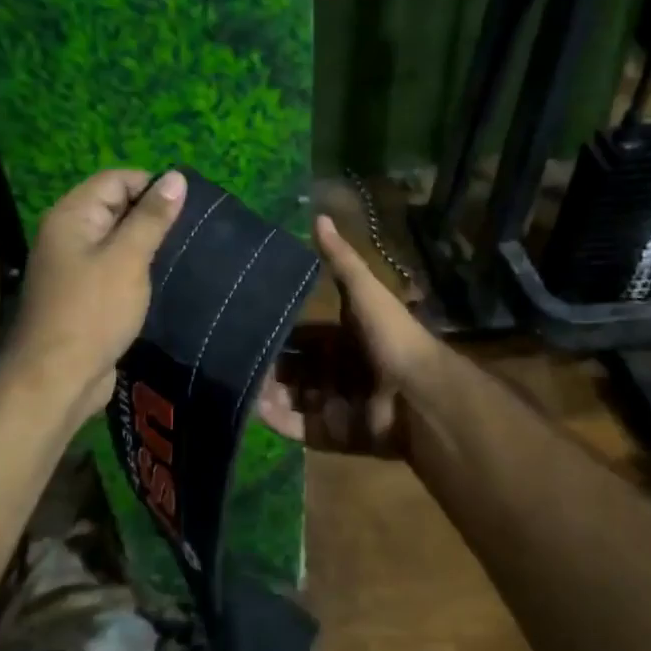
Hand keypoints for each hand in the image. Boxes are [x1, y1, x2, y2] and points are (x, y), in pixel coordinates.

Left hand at [6, 168, 187, 418]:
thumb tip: (176, 176)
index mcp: (71, 216)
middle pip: (116, 208)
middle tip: (194, 231)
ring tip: (187, 253)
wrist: (57, 379)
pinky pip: (116, 270)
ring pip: (118, 242)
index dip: (152, 186)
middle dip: (153, 216)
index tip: (189, 206)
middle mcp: (69, 236)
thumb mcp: (128, 259)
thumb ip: (152, 217)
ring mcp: (75, 268)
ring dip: (149, 246)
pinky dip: (139, 271)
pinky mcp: (86, 297)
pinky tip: (167, 280)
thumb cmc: (93, 311)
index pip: (115, 180)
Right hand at [256, 215, 439, 455]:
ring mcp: (335, 405)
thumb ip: (341, 260)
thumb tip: (319, 216)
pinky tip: (253, 408)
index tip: (245, 327)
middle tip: (231, 358)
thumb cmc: (391, 337)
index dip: (278, 334)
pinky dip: (277, 419)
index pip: (303, 338)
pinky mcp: (334, 434)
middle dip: (267, 366)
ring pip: (291, 399)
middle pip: (294, 370)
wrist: (419, 394)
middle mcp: (338, 372)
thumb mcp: (364, 291)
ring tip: (234, 383)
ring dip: (265, 392)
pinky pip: (299, 428)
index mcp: (344, 340)